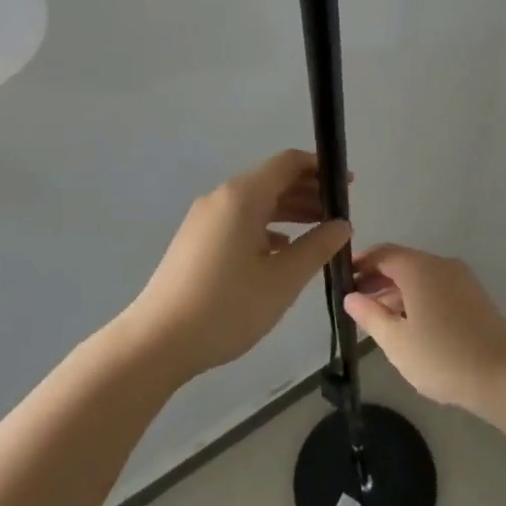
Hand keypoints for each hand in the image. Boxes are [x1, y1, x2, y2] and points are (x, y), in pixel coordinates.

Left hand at [120, 151, 351, 382]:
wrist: (158, 342)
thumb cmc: (227, 306)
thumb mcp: (283, 279)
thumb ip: (317, 247)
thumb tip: (342, 224)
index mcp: (242, 196)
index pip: (288, 163)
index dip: (320, 168)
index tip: (348, 185)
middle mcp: (221, 198)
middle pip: (272, 181)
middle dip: (308, 191)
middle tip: (340, 212)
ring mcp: (205, 219)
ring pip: (256, 203)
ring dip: (289, 211)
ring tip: (319, 230)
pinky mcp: (196, 240)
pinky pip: (239, 221)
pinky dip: (266, 227)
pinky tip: (283, 250)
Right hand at [342, 245, 505, 415]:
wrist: (505, 376)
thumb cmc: (442, 357)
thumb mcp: (396, 341)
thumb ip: (370, 315)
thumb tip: (351, 296)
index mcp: (419, 267)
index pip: (382, 253)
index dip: (360, 264)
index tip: (341, 279)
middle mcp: (441, 264)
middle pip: (402, 263)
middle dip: (376, 279)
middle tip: (354, 301)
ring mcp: (462, 279)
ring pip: (420, 277)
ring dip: (396, 291)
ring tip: (377, 318)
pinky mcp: (474, 297)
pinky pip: (437, 288)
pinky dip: (417, 298)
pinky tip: (409, 325)